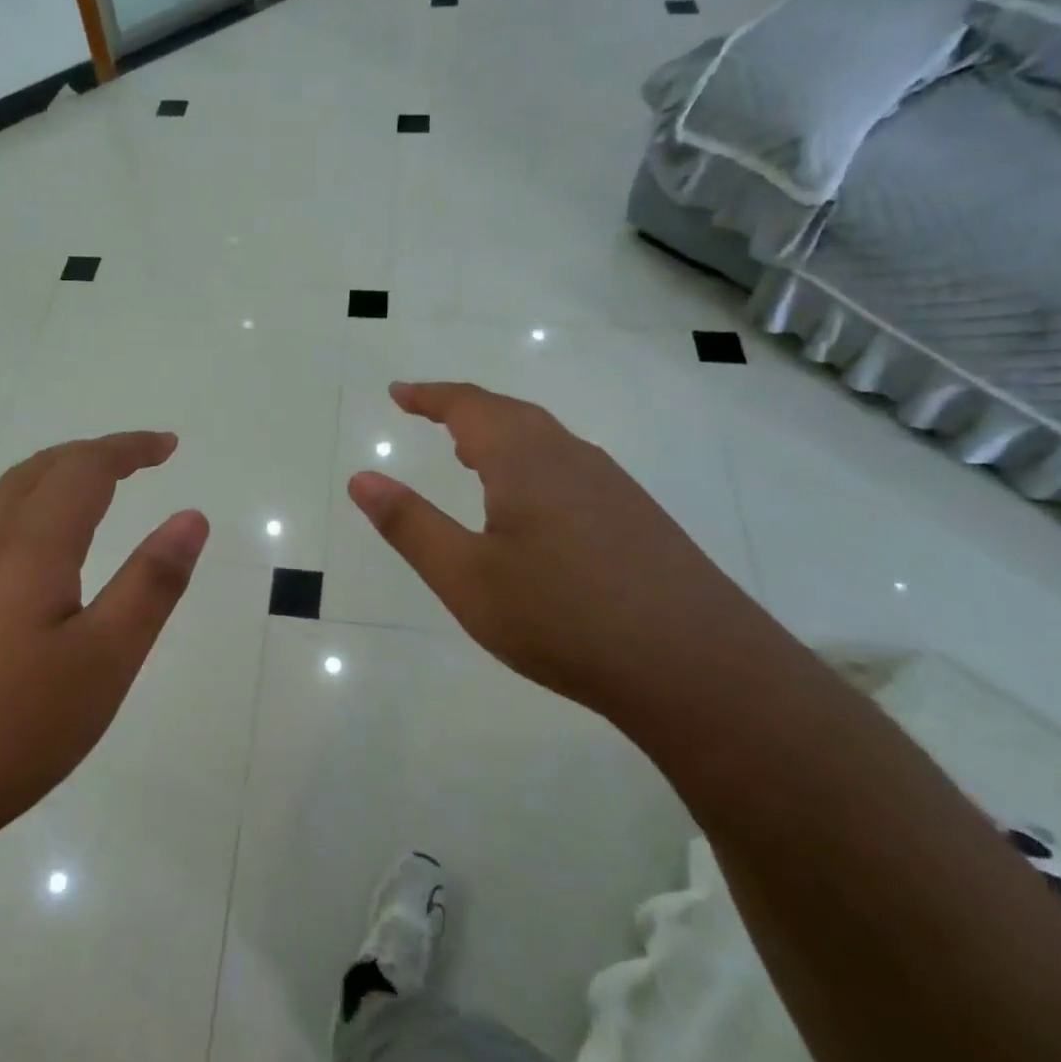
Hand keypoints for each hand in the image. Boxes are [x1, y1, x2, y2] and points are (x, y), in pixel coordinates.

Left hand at [0, 432, 208, 884]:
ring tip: (83, 502)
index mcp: (27, 550)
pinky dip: (16, 521)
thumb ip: (150, 585)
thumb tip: (191, 516)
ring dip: (47, 483)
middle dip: (88, 455)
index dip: (128, 448)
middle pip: (34, 472)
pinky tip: (18, 571)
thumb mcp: (101, 664)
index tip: (167, 445)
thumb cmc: (0, 735)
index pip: (84, 469)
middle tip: (132, 462)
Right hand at [347, 382, 762, 710]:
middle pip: (510, 414)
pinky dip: (532, 463)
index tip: (398, 392)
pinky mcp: (638, 517)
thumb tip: (361, 479)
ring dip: (500, 435)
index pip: (468, 406)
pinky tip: (531, 505)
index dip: (429, 395)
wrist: (698, 668)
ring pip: (545, 440)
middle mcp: (571, 457)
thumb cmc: (563, 618)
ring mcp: (613, 486)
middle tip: (427, 415)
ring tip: (469, 455)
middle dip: (463, 409)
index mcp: (525, 460)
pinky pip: (570, 467)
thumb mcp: (466, 578)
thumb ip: (409, 525)